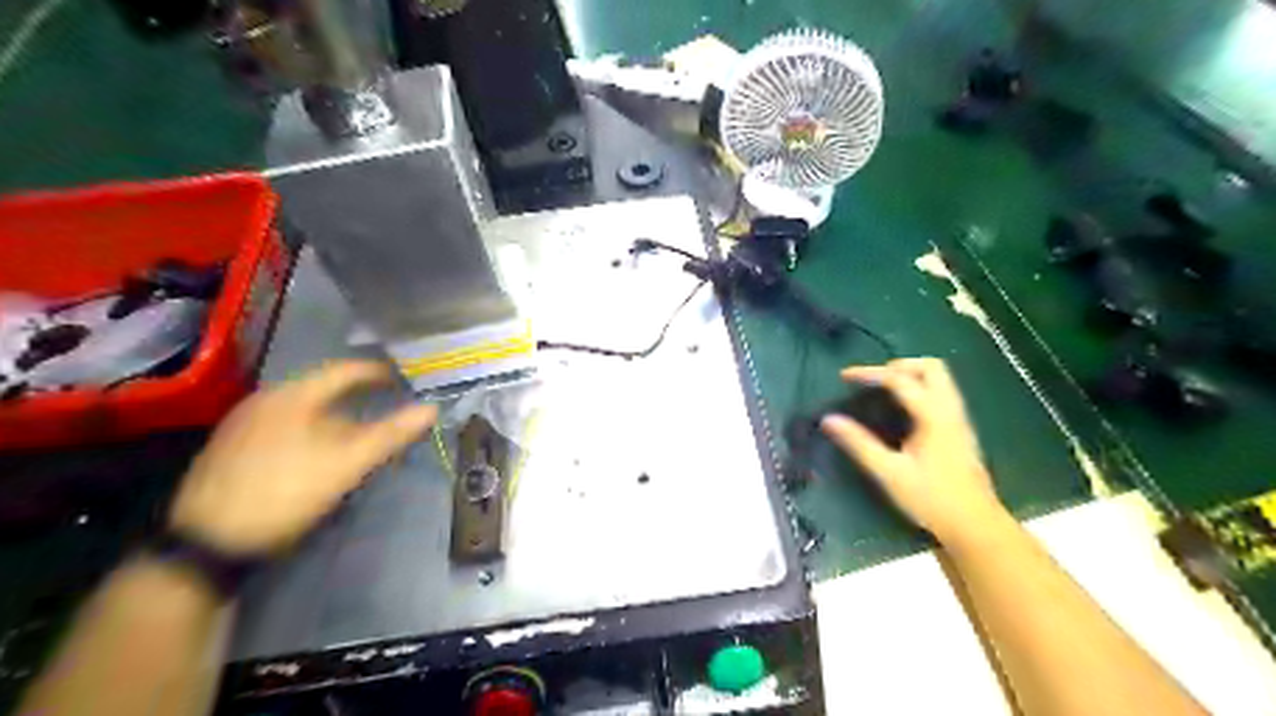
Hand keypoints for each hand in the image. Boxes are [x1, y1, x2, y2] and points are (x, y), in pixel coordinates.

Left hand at [168, 361, 438, 554]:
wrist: (206, 543)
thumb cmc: (285, 492)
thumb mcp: (347, 463)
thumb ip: (391, 434)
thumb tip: (431, 408)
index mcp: (292, 396)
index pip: (343, 371)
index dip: (377, 373)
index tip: (403, 379)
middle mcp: (264, 401)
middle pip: (321, 389)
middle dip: (356, 396)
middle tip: (385, 405)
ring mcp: (242, 425)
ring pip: (301, 409)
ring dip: (333, 416)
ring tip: (358, 431)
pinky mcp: (230, 450)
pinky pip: (283, 426)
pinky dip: (311, 430)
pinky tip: (318, 453)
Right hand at [817, 357, 1008, 541]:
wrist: (975, 526)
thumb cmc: (932, 499)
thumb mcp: (889, 473)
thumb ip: (859, 443)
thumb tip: (829, 419)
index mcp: (933, 416)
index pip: (899, 380)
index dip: (870, 373)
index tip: (844, 376)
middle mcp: (950, 410)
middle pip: (931, 367)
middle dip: (899, 365)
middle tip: (873, 380)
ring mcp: (959, 419)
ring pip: (940, 379)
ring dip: (911, 375)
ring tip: (884, 390)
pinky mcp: (960, 430)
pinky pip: (942, 393)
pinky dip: (920, 389)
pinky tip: (903, 410)